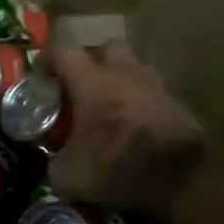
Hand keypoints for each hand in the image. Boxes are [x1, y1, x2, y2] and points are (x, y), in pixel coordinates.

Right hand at [46, 41, 211, 213]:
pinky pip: (153, 93)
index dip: (47, 58)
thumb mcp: (71, 176)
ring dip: (120, 78)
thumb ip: (55, 165)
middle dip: (92, 60)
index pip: (62, 51)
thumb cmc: (119, 165)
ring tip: (109, 104)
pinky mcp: (177, 104)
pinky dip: (141, 102)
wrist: (184, 177)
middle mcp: (123, 74)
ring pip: (134, 67)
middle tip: (80, 84)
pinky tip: (134, 125)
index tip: (39, 74)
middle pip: (106, 47)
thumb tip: (54, 166)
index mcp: (91, 82)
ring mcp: (155, 86)